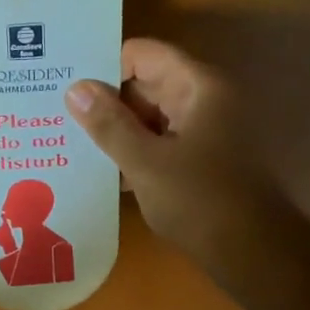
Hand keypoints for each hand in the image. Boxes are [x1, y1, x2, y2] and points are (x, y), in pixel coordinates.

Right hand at [66, 38, 270, 289]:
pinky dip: (130, 148)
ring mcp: (202, 130)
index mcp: (198, 87)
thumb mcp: (145, 162)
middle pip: (143, 82)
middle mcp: (202, 100)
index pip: (142, 54)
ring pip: (147, 115)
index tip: (67, 85)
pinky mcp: (197, 159)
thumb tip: (75, 88)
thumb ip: (108, 123)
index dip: (105, 66)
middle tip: (56, 112)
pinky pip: (156, 140)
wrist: (253, 255)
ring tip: (65, 138)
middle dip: (103, 98)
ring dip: (114, 127)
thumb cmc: (201, 201)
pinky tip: (96, 166)